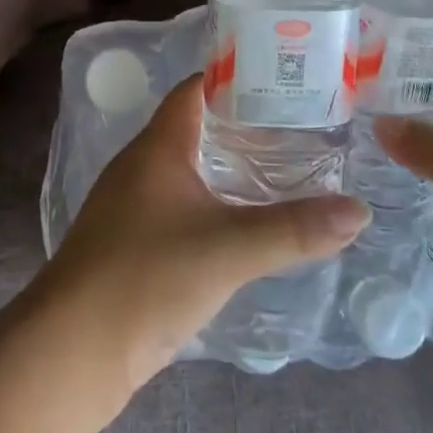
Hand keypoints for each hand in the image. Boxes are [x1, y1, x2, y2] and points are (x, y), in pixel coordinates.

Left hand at [37, 76, 369, 407]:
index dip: (237, 78)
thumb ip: (294, 229)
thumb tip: (359, 210)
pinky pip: (180, 208)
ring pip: (189, 171)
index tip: (287, 81)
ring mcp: (132, 206)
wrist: (72, 353)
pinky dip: (214, 206)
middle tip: (302, 129)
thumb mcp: (228, 250)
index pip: (196, 89)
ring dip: (229, 168)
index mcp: (157, 146)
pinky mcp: (132, 244)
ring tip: (285, 172)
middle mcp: (141, 166)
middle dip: (245, 126)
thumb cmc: (145, 278)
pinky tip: (245, 225)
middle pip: (196, 127)